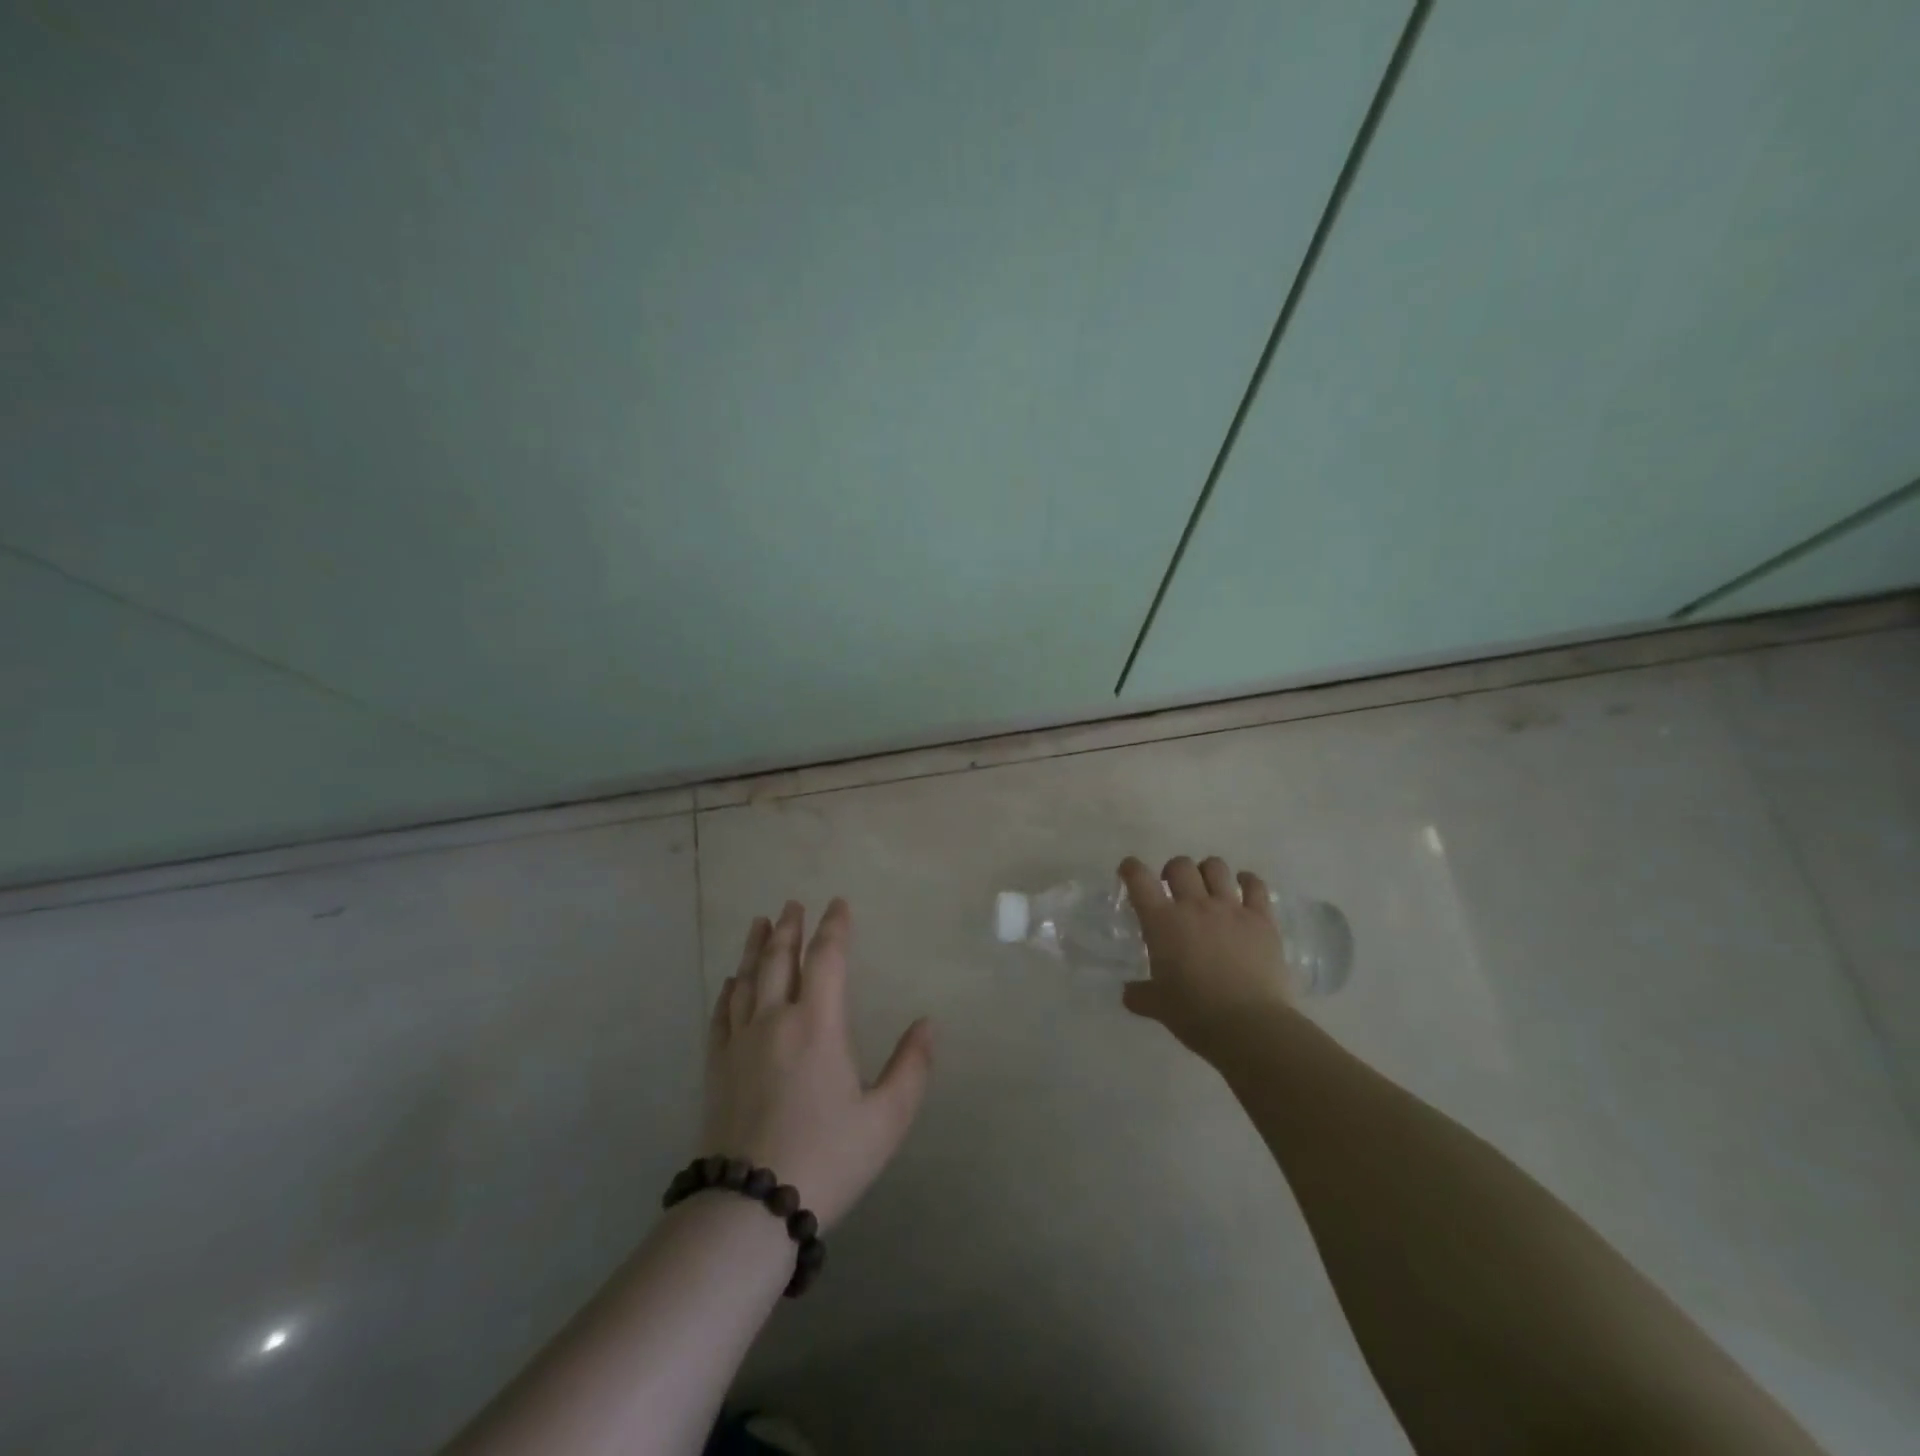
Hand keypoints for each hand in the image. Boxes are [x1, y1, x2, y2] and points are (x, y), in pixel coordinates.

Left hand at [702, 898, 931, 1228]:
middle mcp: (775, 1020)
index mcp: (818, 1024)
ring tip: (761, 923)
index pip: (827, 959)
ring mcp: (740, 1042)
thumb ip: (912, 1067)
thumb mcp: (886, 1119)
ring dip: (756, 947)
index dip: (834, 928)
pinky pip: (722, 1014)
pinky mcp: (717, 1067)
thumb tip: (927, 1023)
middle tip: (793, 903)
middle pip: (781, 960)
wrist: (750, 1208)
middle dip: (790, 928)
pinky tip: (731, 981)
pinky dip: (728, 990)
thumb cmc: (827, 1158)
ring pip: (747, 979)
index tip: (838, 904)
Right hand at [1118, 855, 1295, 1053]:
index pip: (1139, 879)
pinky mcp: (1262, 919)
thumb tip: (1128, 993)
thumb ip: (1139, 994)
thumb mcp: (1157, 1006)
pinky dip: (1248, 882)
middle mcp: (1194, 906)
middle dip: (1173, 871)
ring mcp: (1231, 909)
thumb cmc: (1195, 1015)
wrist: (1250, 1026)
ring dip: (1207, 872)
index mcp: (1162, 922)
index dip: (1131, 869)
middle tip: (1173, 889)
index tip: (1130, 871)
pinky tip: (1244, 888)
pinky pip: (1255, 885)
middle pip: (1180, 865)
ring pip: (1216, 867)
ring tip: (1208, 888)